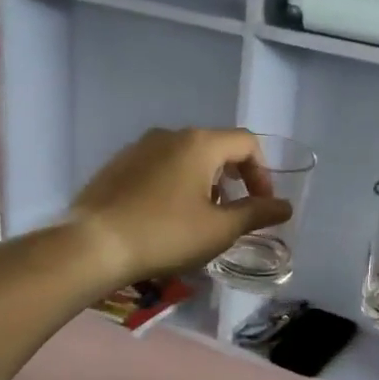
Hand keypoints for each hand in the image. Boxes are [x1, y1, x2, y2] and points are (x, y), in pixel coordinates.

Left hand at [69, 127, 292, 286]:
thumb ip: (257, 214)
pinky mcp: (117, 165)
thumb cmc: (165, 234)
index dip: (262, 173)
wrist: (93, 245)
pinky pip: (159, 167)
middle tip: (232, 214)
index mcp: (199, 143)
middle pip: (216, 147)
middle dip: (233, 179)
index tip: (261, 206)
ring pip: (185, 157)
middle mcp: (169, 134)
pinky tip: (165, 217)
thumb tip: (285, 207)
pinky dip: (175, 184)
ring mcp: (139, 147)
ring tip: (199, 218)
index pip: (247, 143)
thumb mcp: (220, 229)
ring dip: (203, 182)